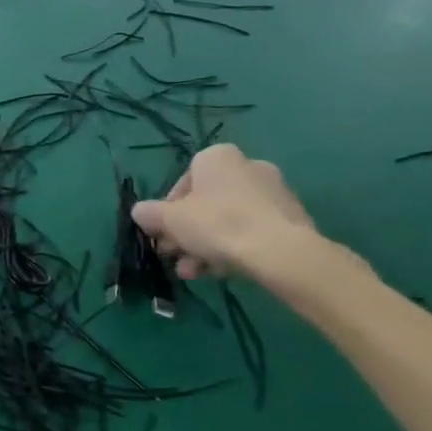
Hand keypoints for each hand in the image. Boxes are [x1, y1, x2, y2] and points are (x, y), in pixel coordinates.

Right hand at [130, 144, 315, 280]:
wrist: (279, 250)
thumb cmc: (217, 223)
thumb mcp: (168, 219)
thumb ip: (149, 214)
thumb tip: (140, 212)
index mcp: (217, 157)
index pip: (182, 182)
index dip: (168, 211)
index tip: (164, 233)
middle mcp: (248, 166)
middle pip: (205, 204)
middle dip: (186, 233)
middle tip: (175, 257)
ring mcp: (274, 192)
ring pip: (227, 220)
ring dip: (205, 246)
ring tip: (194, 273)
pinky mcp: (291, 218)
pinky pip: (251, 231)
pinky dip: (233, 247)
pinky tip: (221, 272)